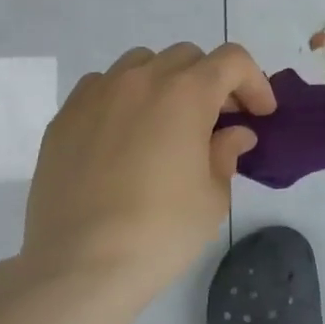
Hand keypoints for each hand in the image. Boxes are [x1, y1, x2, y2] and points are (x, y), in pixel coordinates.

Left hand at [0, 42, 274, 320]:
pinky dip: (124, 98)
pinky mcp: (64, 119)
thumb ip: (226, 153)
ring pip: (141, 64)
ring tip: (169, 122)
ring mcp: (96, 96)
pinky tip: (125, 135)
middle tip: (220, 121)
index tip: (261, 115)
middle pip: (187, 57)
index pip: (232, 61)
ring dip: (166, 83)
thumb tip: (233, 135)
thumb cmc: (161, 230)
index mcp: (186, 93)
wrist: (80, 266)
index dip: (254, 83)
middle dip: (212, 82)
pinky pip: (101, 87)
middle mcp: (140, 80)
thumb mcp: (213, 196)